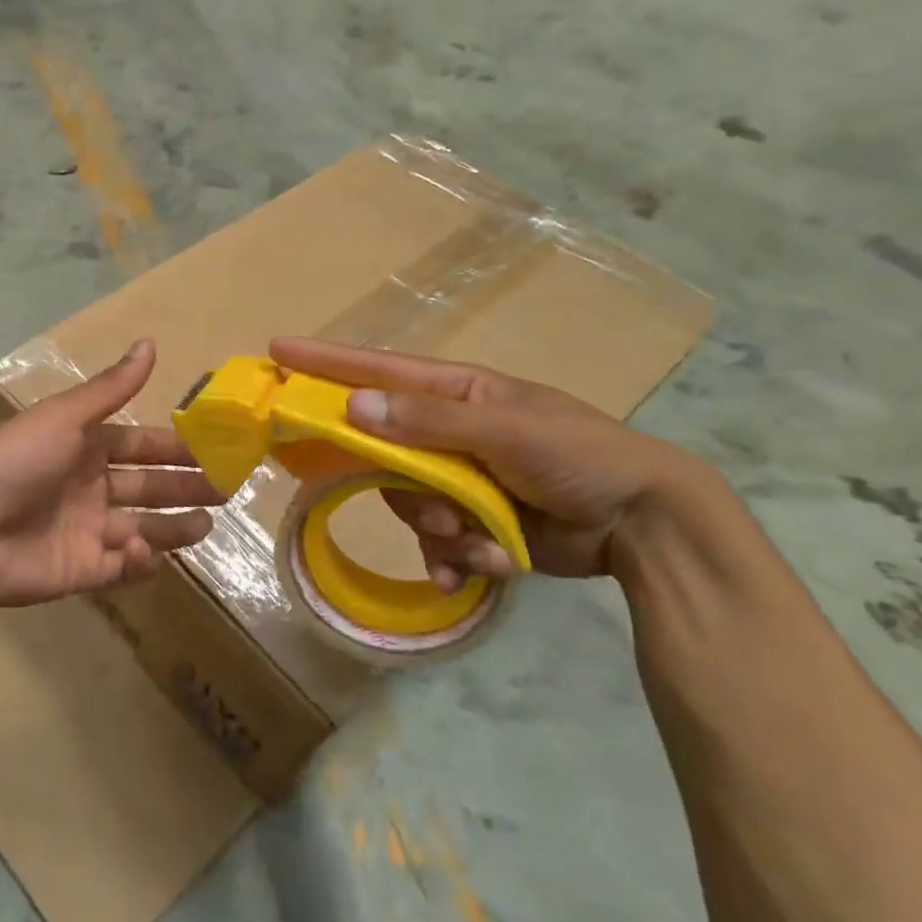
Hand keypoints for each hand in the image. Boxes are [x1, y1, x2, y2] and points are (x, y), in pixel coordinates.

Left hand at [0, 340, 220, 606]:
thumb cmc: (15, 461)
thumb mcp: (65, 417)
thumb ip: (111, 388)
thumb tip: (149, 343)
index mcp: (85, 449)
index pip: (140, 446)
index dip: (175, 449)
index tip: (215, 451)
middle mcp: (89, 489)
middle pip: (148, 488)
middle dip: (185, 489)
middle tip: (225, 492)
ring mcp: (84, 532)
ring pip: (141, 529)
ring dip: (173, 528)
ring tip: (204, 525)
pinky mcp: (78, 572)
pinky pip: (119, 569)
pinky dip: (136, 562)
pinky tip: (142, 551)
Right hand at [270, 338, 701, 579]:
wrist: (644, 524)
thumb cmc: (579, 456)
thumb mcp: (505, 430)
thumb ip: (428, 421)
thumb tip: (354, 405)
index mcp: (457, 393)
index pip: (378, 371)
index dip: (326, 362)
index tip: (277, 353)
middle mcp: (449, 432)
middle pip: (384, 451)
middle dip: (402, 485)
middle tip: (432, 508)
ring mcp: (459, 479)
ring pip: (406, 502)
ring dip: (437, 528)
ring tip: (479, 540)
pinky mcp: (472, 523)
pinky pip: (434, 540)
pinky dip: (453, 557)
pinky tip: (480, 567)